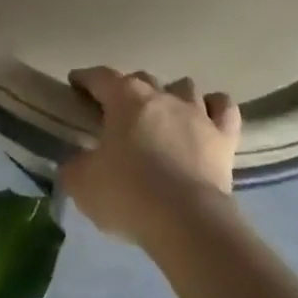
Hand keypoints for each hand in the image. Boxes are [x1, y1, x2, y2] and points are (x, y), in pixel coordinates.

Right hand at [59, 68, 240, 247]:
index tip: (76, 85)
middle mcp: (161, 94)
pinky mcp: (223, 136)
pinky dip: (214, 108)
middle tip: (119, 114)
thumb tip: (75, 162)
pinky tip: (207, 118)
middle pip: (142, 79)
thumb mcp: (83, 184)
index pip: (100, 77)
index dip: (85, 79)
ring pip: (183, 87)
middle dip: (128, 91)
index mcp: (124, 98)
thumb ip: (74, 167)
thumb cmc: (129, 194)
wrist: (186, 220)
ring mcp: (196, 112)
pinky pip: (223, 108)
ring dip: (172, 96)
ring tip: (164, 117)